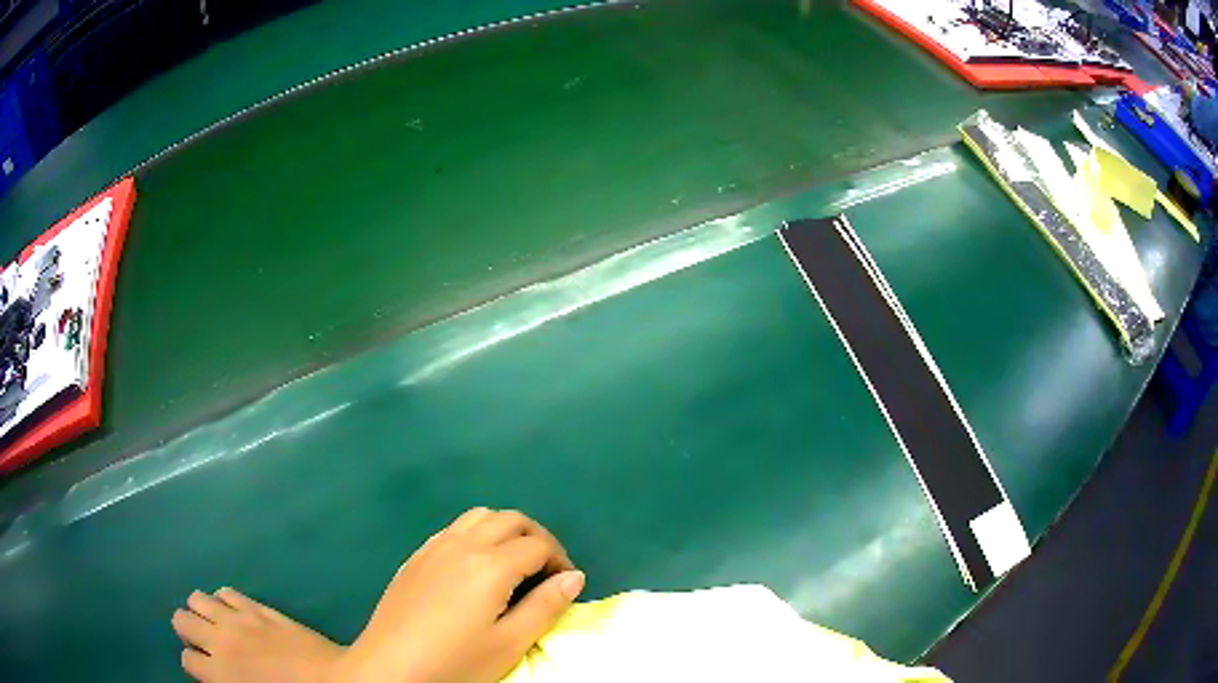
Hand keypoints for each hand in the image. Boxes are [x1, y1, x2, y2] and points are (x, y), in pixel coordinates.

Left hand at [333, 508, 584, 682]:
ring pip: (479, 516)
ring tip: (514, 563)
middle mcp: (462, 545)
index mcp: (490, 566)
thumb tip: (574, 576)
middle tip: (546, 569)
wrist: (389, 668)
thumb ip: (545, 607)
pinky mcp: (415, 557)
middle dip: (537, 537)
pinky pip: (453, 528)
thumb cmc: (455, 662)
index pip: (538, 545)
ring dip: (505, 530)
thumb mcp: (509, 644)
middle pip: (510, 520)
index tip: (566, 584)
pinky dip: (476, 534)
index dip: (560, 560)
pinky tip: (475, 565)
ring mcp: (434, 547)